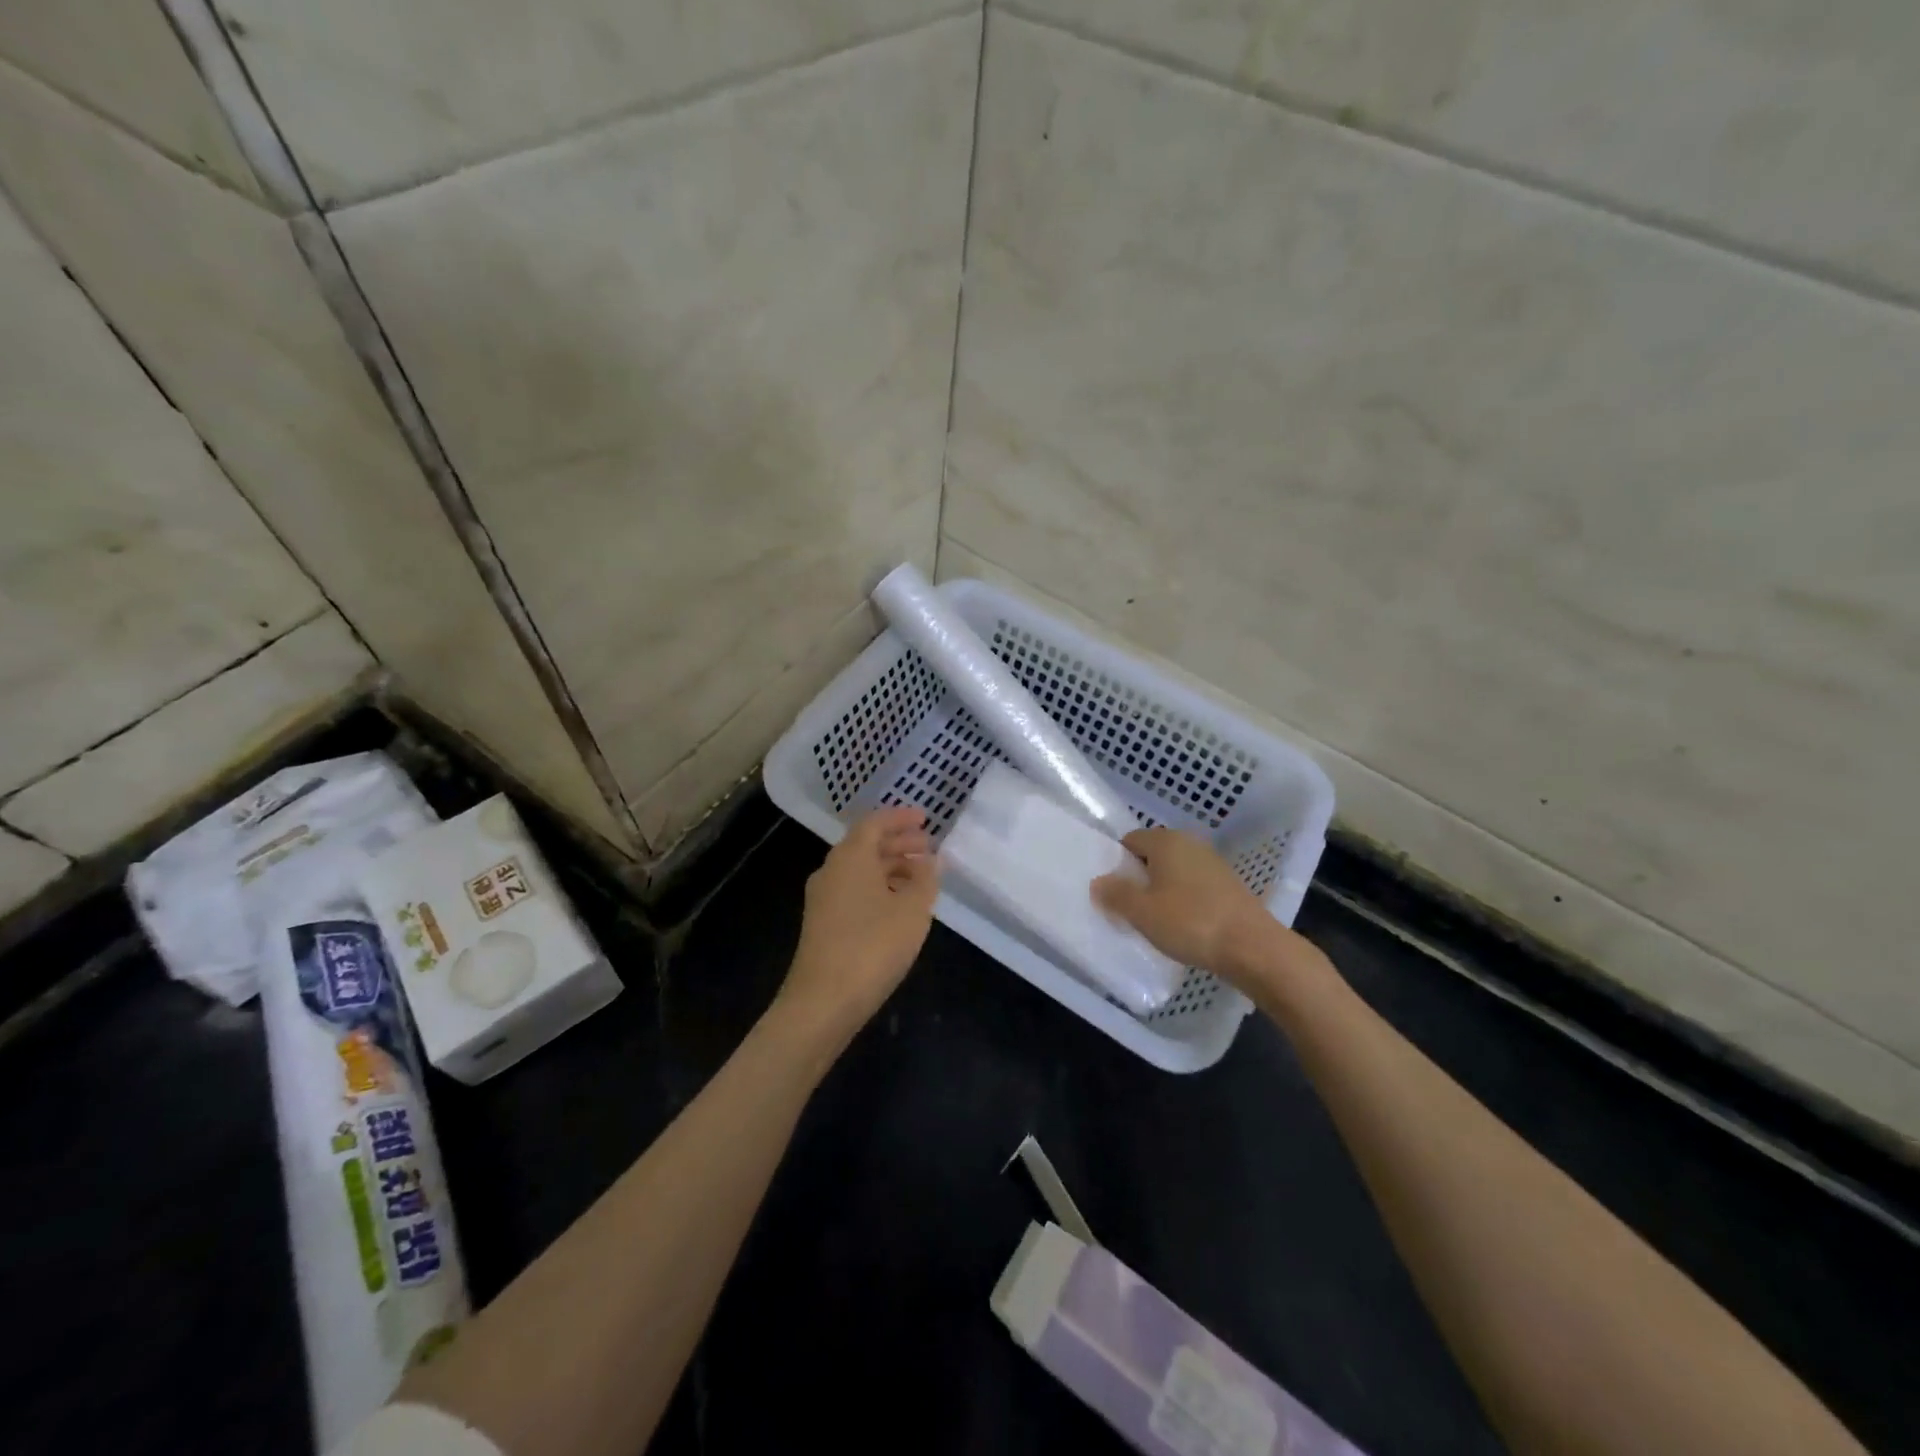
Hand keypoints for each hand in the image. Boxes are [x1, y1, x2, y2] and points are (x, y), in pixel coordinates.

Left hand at [781, 806, 939, 1035]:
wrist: (823, 1001)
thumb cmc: (873, 945)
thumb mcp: (912, 910)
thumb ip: (926, 879)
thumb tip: (931, 860)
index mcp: (850, 856)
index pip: (875, 822)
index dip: (900, 818)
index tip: (925, 818)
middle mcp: (832, 870)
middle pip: (866, 845)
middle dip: (899, 843)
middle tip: (929, 847)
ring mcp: (823, 898)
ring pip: (860, 869)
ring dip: (891, 867)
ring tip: (921, 877)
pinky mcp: (822, 923)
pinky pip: (854, 890)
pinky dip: (879, 887)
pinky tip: (899, 906)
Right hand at [1092, 827, 1322, 992]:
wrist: (1252, 947)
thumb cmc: (1189, 922)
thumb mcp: (1141, 912)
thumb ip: (1115, 894)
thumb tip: (1098, 882)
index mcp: (1166, 840)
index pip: (1130, 841)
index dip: (1117, 864)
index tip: (1112, 891)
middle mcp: (1190, 843)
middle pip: (1152, 856)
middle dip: (1139, 878)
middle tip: (1128, 908)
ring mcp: (1213, 863)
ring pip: (1174, 872)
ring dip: (1162, 891)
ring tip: (1154, 920)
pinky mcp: (1229, 885)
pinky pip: (1193, 886)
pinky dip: (1183, 901)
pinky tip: (1182, 925)